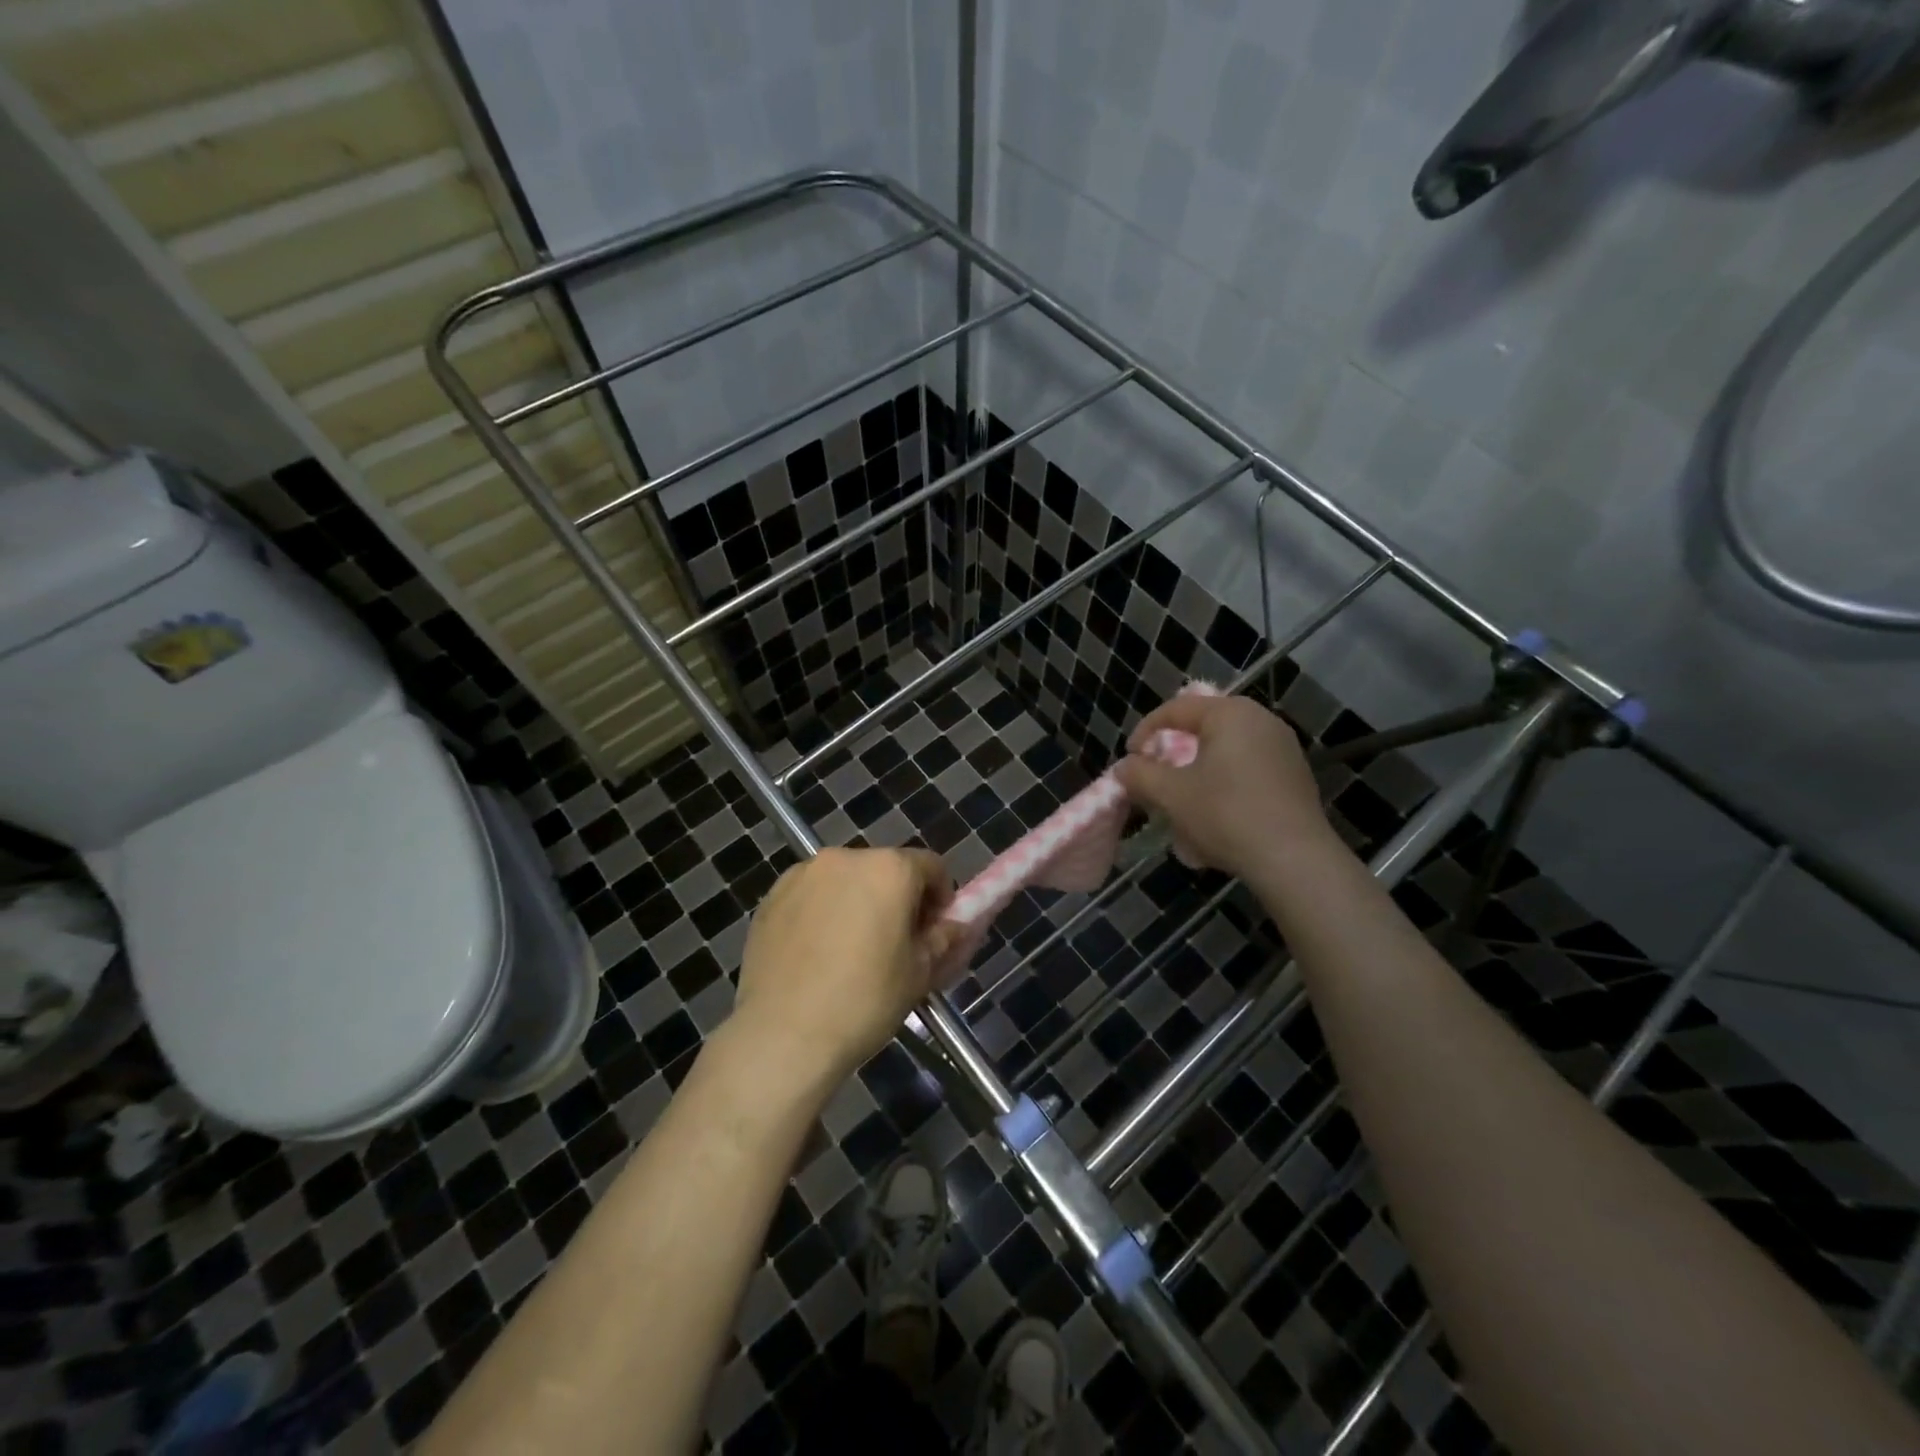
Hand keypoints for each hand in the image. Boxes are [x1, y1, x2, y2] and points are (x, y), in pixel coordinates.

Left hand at [731, 848, 957, 1085]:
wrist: (783, 1034)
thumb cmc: (864, 1001)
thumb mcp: (919, 973)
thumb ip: (945, 938)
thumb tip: (956, 925)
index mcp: (890, 869)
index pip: (931, 867)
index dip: (941, 899)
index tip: (934, 932)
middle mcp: (846, 858)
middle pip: (886, 869)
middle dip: (898, 899)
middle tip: (896, 945)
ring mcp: (804, 874)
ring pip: (846, 880)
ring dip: (858, 903)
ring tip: (852, 951)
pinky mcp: (772, 896)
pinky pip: (812, 895)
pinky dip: (823, 912)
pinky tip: (817, 954)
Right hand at [1113, 694, 1340, 888]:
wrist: (1293, 859)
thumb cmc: (1225, 815)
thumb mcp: (1170, 794)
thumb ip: (1139, 775)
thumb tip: (1124, 768)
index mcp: (1230, 714)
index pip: (1176, 709)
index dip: (1145, 731)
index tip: (1130, 760)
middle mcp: (1261, 721)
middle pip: (1203, 729)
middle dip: (1173, 754)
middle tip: (1155, 777)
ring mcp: (1284, 749)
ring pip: (1225, 753)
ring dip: (1197, 774)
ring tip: (1182, 802)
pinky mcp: (1295, 778)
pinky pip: (1247, 772)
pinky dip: (1224, 787)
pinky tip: (1214, 819)